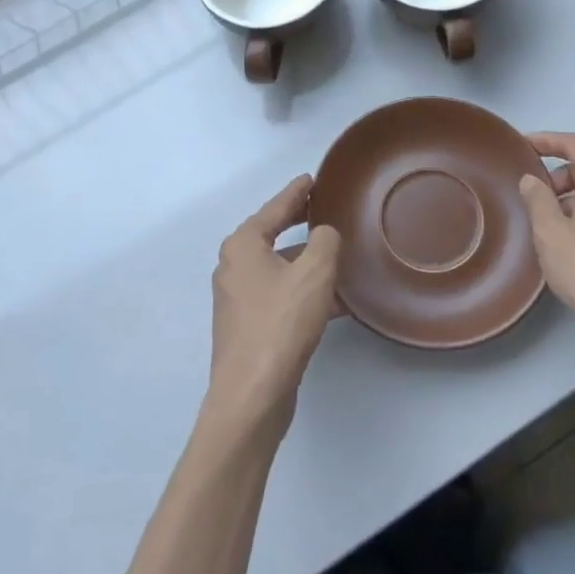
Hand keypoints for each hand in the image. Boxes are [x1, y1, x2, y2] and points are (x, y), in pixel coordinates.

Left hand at [206, 175, 340, 435]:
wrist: (251, 395)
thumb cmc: (280, 324)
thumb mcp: (314, 273)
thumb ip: (324, 241)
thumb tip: (324, 233)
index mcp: (243, 245)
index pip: (275, 208)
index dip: (296, 192)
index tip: (312, 178)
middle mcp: (234, 266)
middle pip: (273, 235)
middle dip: (301, 224)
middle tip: (326, 209)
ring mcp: (238, 299)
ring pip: (280, 269)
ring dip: (308, 263)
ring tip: (341, 257)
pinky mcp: (248, 327)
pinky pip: (281, 296)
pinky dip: (304, 292)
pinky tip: (336, 302)